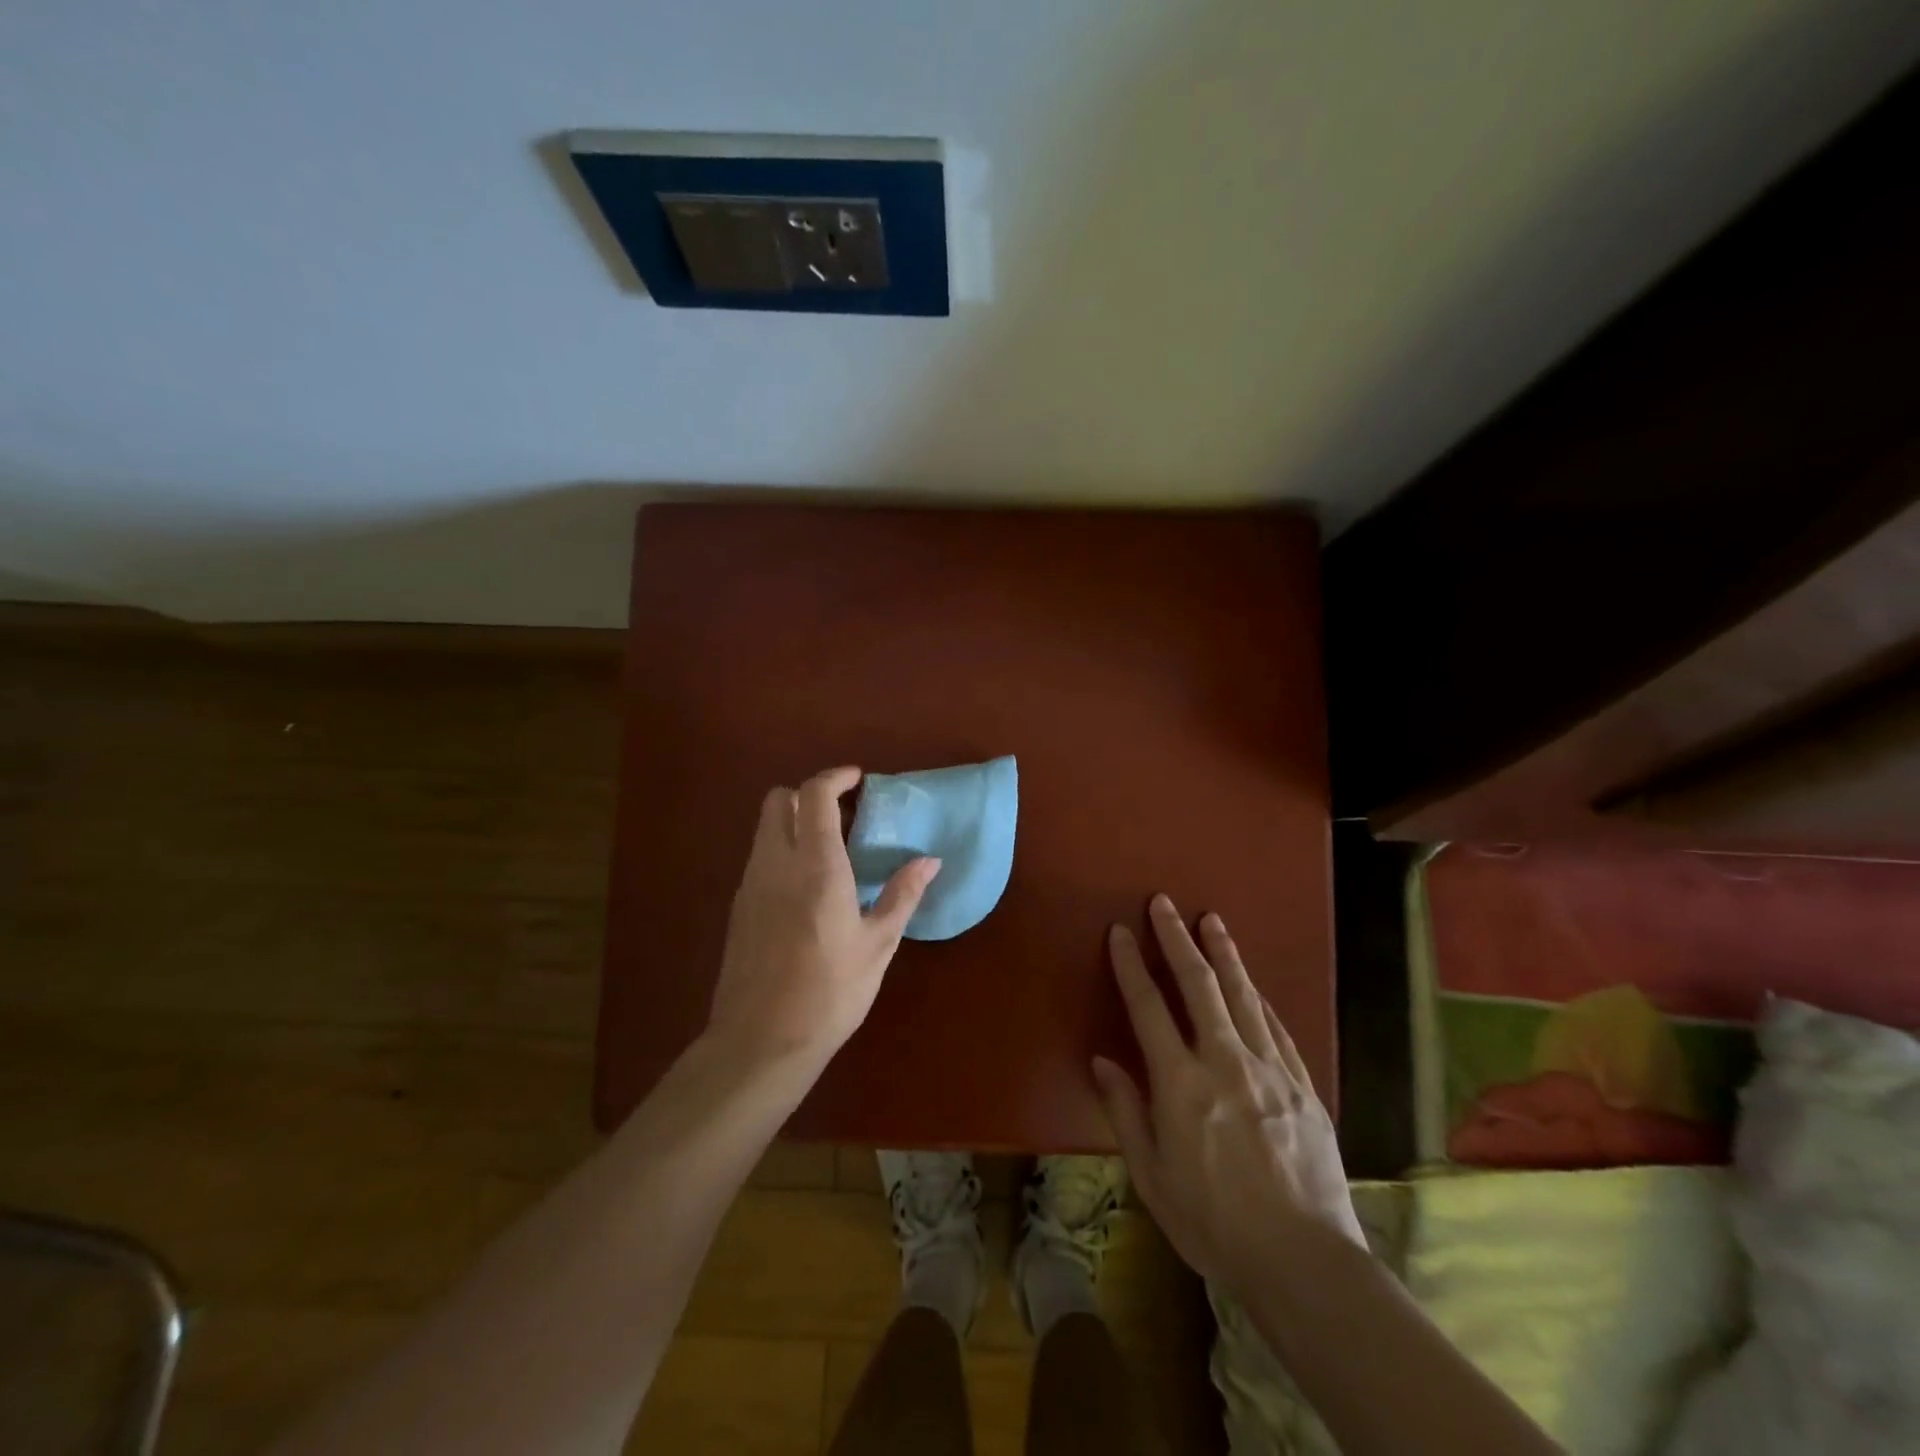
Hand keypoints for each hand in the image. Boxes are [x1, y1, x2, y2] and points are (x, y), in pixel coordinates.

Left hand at [705, 767, 940, 1069]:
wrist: (760, 1043)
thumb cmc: (830, 993)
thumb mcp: (878, 945)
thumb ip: (902, 895)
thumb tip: (929, 860)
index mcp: (816, 866)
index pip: (815, 795)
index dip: (835, 777)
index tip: (858, 779)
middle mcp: (776, 863)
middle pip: (779, 800)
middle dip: (809, 794)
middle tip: (843, 814)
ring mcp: (750, 884)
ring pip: (765, 828)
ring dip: (795, 822)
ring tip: (831, 850)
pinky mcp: (738, 907)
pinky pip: (759, 858)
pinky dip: (782, 851)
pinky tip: (807, 887)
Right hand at [1092, 895, 1365, 1294]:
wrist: (1305, 1263)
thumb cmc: (1214, 1225)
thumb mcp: (1152, 1177)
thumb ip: (1125, 1111)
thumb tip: (1102, 1061)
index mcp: (1181, 1084)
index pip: (1148, 1008)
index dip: (1131, 965)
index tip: (1121, 932)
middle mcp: (1225, 1062)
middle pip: (1199, 985)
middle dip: (1178, 939)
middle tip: (1164, 903)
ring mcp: (1270, 1070)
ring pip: (1243, 995)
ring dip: (1224, 953)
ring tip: (1212, 920)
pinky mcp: (1302, 1085)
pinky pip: (1276, 1028)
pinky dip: (1259, 998)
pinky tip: (1253, 984)